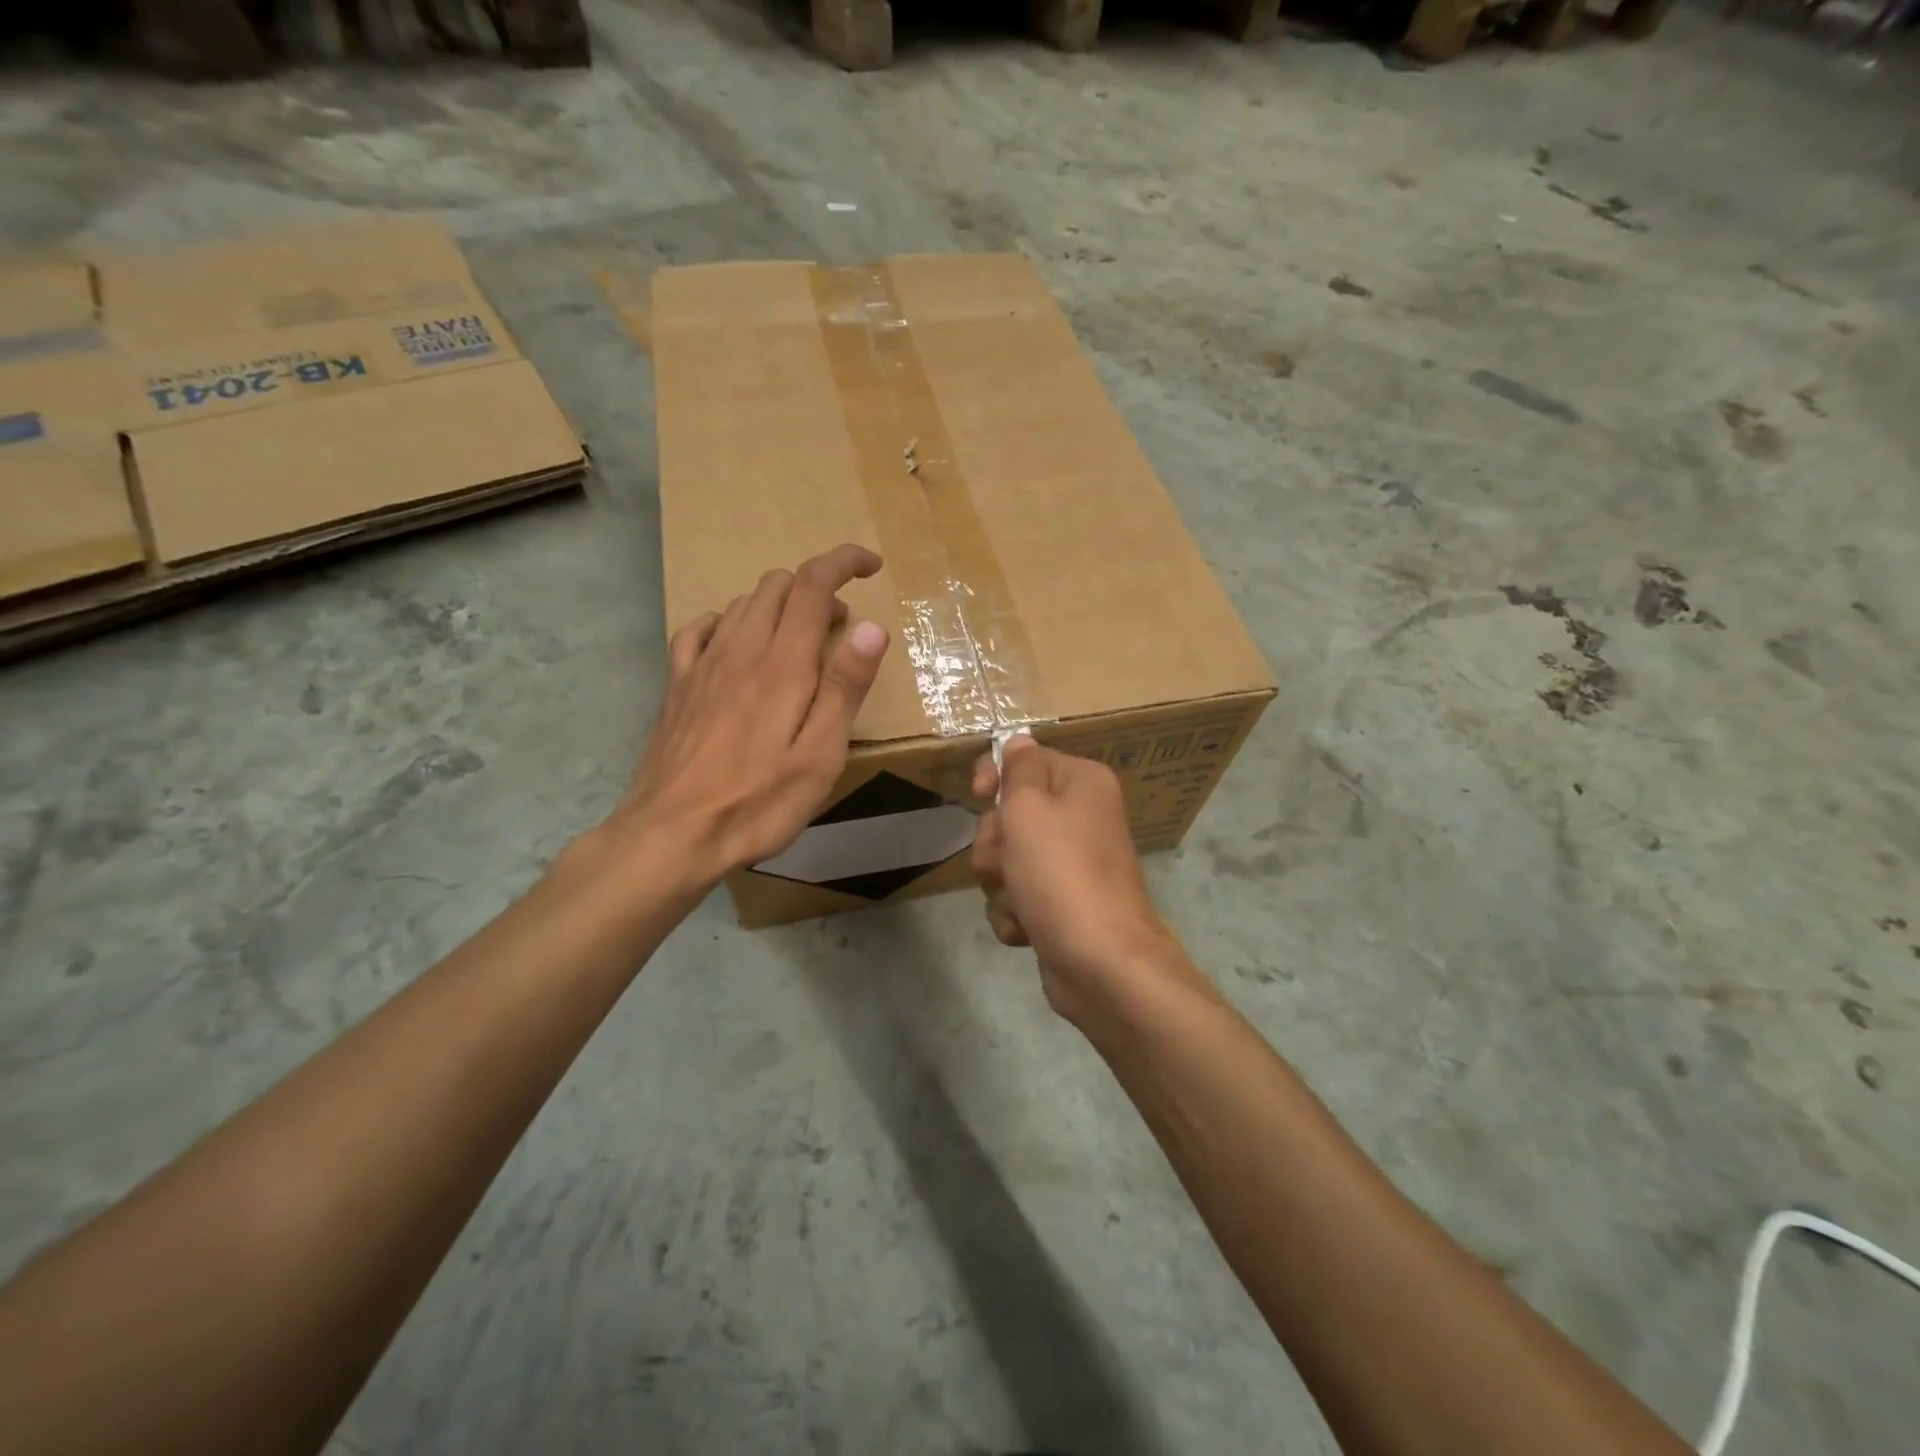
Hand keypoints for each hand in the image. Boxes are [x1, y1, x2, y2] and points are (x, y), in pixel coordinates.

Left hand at [602, 544, 889, 889]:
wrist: (669, 835)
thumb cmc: (757, 803)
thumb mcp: (819, 755)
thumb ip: (844, 687)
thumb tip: (872, 626)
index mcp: (782, 664)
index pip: (812, 584)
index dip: (843, 562)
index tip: (871, 565)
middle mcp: (739, 650)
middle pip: (776, 585)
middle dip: (816, 587)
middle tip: (842, 627)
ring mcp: (701, 665)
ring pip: (742, 604)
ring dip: (779, 605)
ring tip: (801, 641)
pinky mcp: (677, 686)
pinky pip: (699, 630)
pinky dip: (729, 622)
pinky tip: (737, 644)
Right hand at [970, 734, 1181, 1019]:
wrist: (1100, 963)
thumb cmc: (1060, 873)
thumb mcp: (1029, 808)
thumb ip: (1018, 768)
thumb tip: (1019, 742)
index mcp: (1081, 783)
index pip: (1025, 759)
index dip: (994, 775)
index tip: (979, 794)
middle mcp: (1081, 818)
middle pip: (1010, 814)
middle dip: (996, 843)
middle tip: (1008, 862)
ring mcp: (1071, 865)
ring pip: (1008, 859)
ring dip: (1001, 883)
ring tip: (1020, 901)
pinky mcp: (1061, 905)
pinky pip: (1018, 895)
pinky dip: (1015, 913)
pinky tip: (1027, 929)